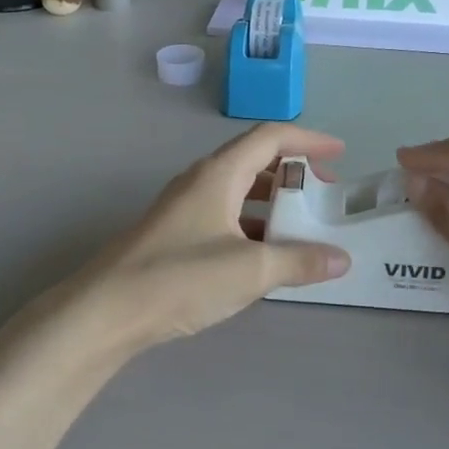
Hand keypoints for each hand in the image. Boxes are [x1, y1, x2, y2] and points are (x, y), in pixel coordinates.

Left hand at [67, 123, 351, 355]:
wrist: (106, 310)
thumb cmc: (180, 277)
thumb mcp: (250, 269)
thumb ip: (299, 261)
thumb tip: (341, 259)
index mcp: (219, 174)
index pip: (270, 138)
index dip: (308, 140)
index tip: (340, 153)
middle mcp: (201, 182)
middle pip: (254, 162)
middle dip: (293, 174)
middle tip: (323, 196)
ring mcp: (184, 208)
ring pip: (238, 192)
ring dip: (272, 203)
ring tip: (302, 227)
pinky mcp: (175, 235)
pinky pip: (224, 217)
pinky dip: (252, 227)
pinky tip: (266, 255)